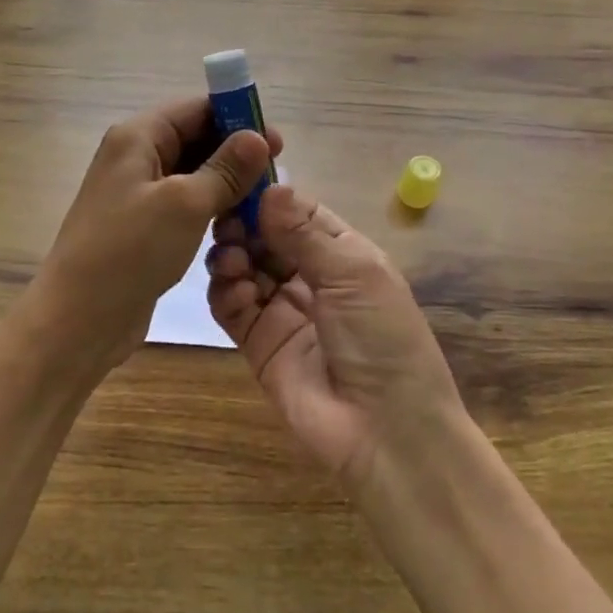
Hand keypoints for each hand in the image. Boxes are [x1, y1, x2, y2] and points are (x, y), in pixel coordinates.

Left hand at [26, 97, 281, 377]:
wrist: (78, 320)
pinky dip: (211, 207)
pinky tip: (237, 223)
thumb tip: (257, 137)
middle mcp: (135, 157)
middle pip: (194, 138)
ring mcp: (138, 193)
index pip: (195, 109)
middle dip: (235, 152)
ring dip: (227, 182)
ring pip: (192, 173)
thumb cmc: (130, 250)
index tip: (276, 139)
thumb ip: (225, 169)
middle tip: (277, 172)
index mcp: (138, 137)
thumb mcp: (185, 204)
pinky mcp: (143, 226)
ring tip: (264, 199)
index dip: (237, 117)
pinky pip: (184, 204)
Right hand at [206, 184, 462, 488]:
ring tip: (232, 261)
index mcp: (341, 253)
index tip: (237, 180)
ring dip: (232, 255)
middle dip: (243, 225)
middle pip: (264, 236)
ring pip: (243, 267)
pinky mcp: (258, 343)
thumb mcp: (353, 274)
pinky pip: (231, 307)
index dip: (269, 198)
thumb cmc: (382, 337)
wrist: (386, 432)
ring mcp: (282, 310)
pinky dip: (226, 292)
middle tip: (226, 223)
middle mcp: (310, 276)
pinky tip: (235, 290)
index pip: (298, 212)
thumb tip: (269, 188)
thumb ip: (305, 233)